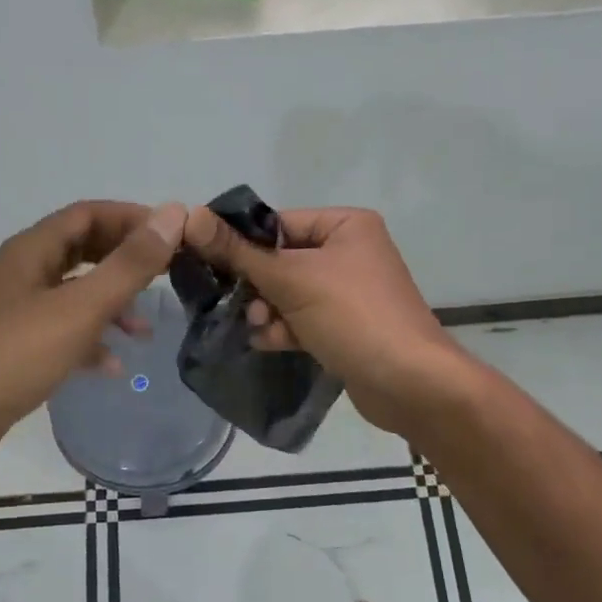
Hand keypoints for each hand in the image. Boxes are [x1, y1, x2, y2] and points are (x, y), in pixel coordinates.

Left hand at [0, 201, 186, 482]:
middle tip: (167, 275)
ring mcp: (17, 311)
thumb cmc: (15, 354)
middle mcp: (23, 272)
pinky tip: (113, 366)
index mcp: (32, 250)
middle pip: (82, 250)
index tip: (172, 236)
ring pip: (74, 294)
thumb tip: (173, 214)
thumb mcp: (80, 307)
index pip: (88, 214)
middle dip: (124, 261)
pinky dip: (90, 341)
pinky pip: (62, 332)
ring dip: (112, 305)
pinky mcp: (16, 347)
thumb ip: (129, 264)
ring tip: (145, 331)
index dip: (131, 218)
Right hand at [180, 205, 463, 434]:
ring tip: (261, 327)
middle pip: (280, 260)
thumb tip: (191, 216)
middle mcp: (349, 252)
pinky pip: (302, 318)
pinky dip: (284, 329)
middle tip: (240, 304)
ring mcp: (348, 292)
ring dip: (268, 310)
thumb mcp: (292, 279)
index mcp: (346, 225)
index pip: (278, 223)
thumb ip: (239, 252)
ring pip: (288, 293)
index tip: (207, 262)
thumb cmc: (353, 316)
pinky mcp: (344, 326)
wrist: (410, 385)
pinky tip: (270, 342)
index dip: (242, 244)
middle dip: (257, 285)